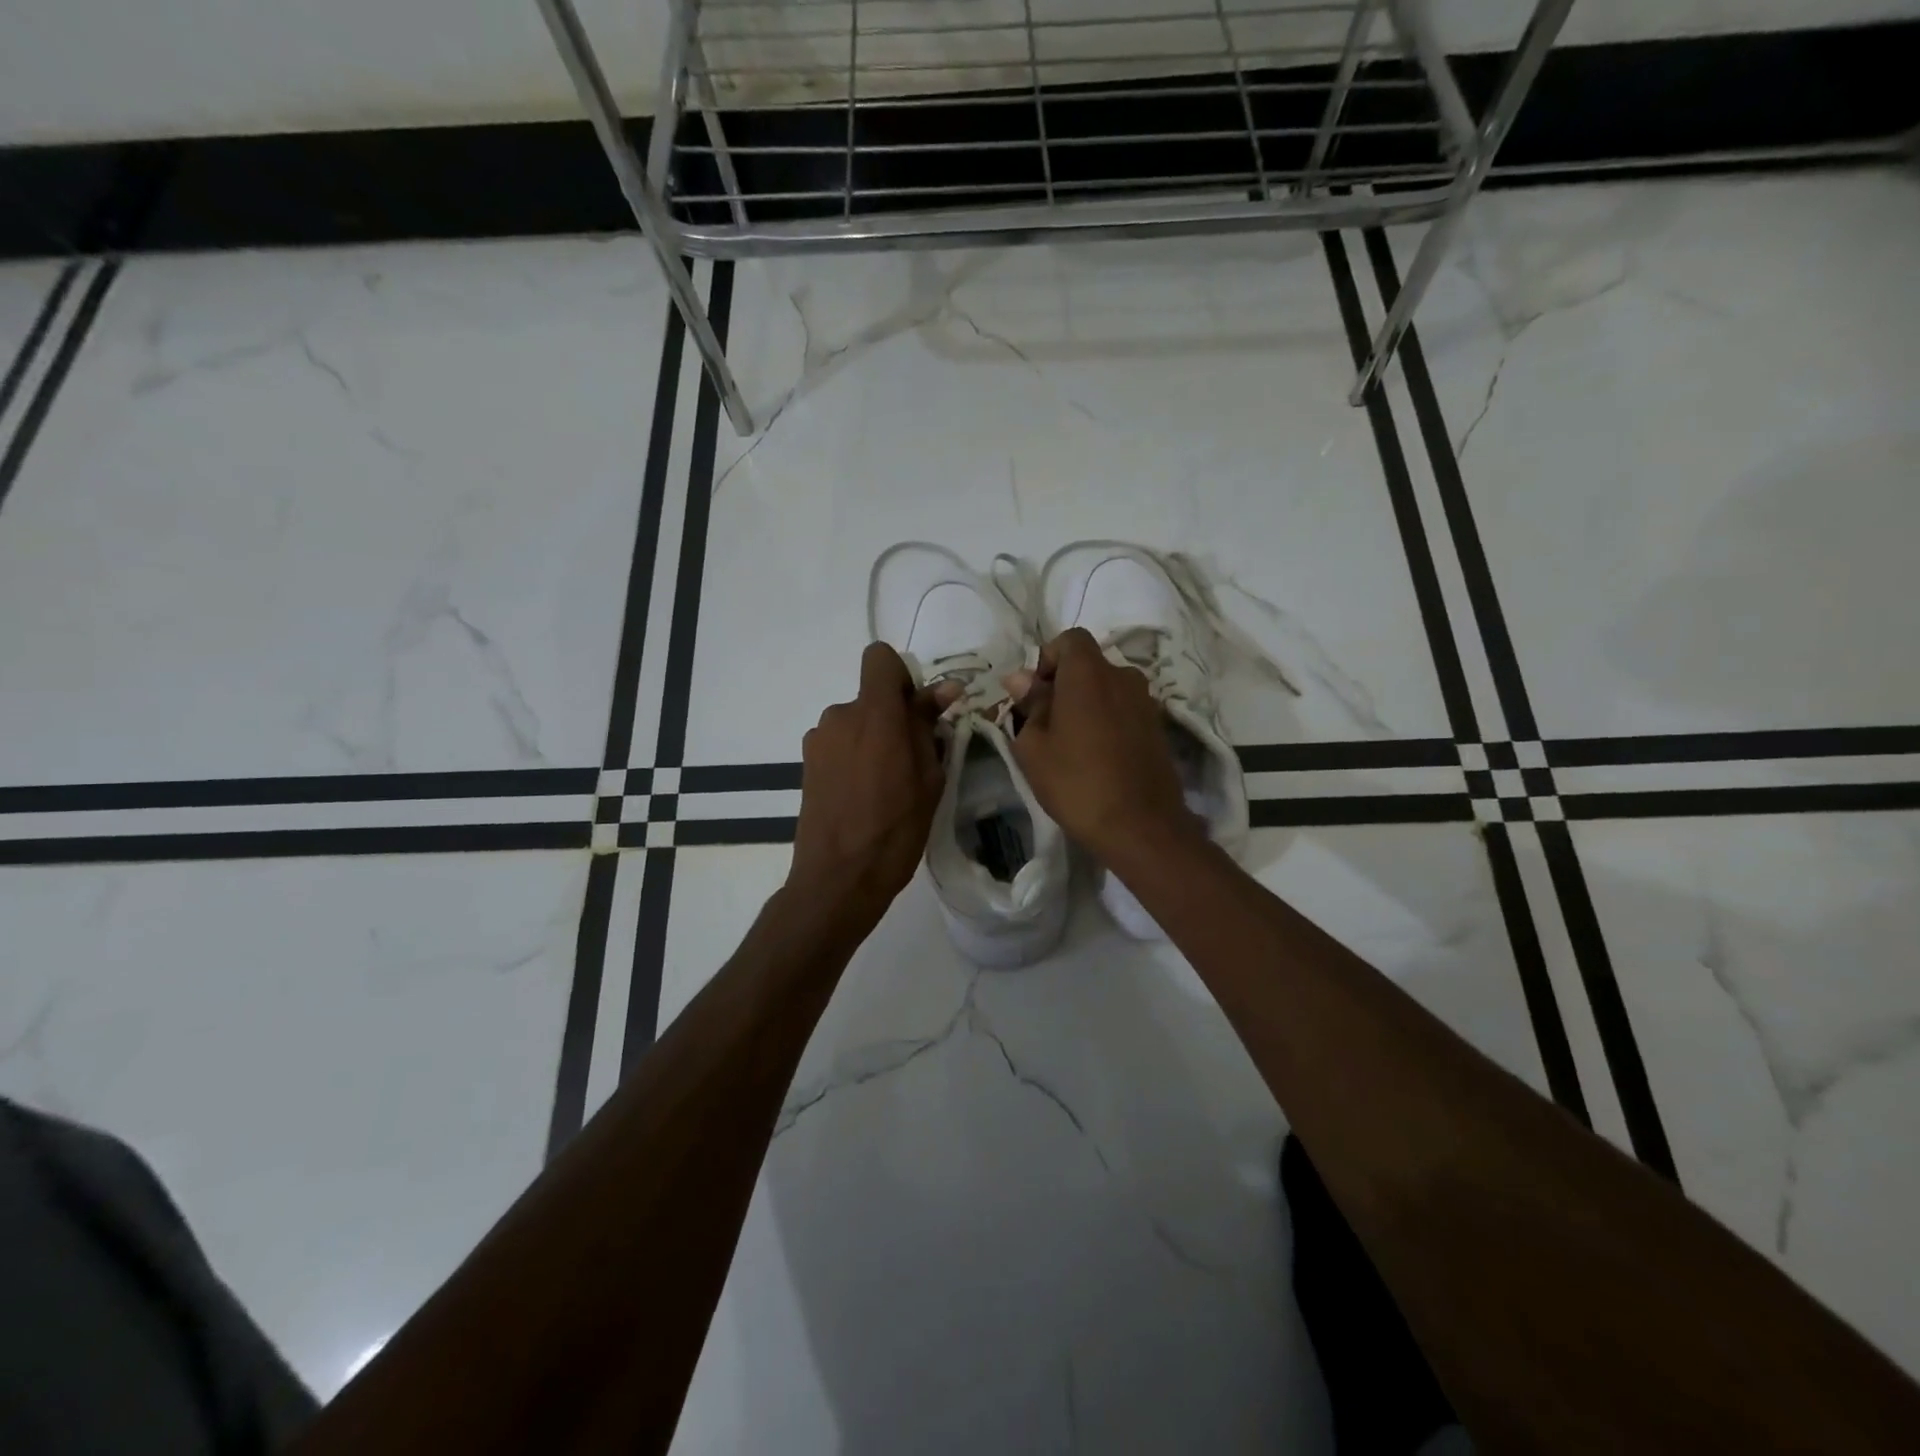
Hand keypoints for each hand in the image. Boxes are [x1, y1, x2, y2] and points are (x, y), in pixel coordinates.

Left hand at [788, 642, 956, 927]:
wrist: (839, 878)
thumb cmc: (895, 829)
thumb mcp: (928, 778)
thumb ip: (929, 726)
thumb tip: (943, 690)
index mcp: (874, 714)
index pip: (880, 658)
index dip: (901, 676)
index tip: (916, 711)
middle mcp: (840, 716)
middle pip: (871, 697)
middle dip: (892, 718)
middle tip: (912, 763)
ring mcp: (818, 740)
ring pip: (855, 724)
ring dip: (872, 740)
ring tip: (885, 786)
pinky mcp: (807, 764)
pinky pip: (839, 745)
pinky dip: (853, 758)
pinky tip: (862, 796)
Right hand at [1005, 628, 1195, 859]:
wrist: (1141, 826)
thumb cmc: (1076, 782)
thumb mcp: (1034, 747)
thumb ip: (1029, 705)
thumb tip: (1020, 678)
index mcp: (1089, 673)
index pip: (1069, 639)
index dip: (1047, 658)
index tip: (1035, 694)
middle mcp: (1123, 676)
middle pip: (1089, 664)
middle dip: (1064, 684)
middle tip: (1045, 723)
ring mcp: (1146, 702)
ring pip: (1107, 688)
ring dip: (1086, 704)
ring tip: (1070, 744)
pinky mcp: (1158, 727)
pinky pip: (1124, 710)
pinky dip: (1107, 721)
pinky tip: (1096, 756)